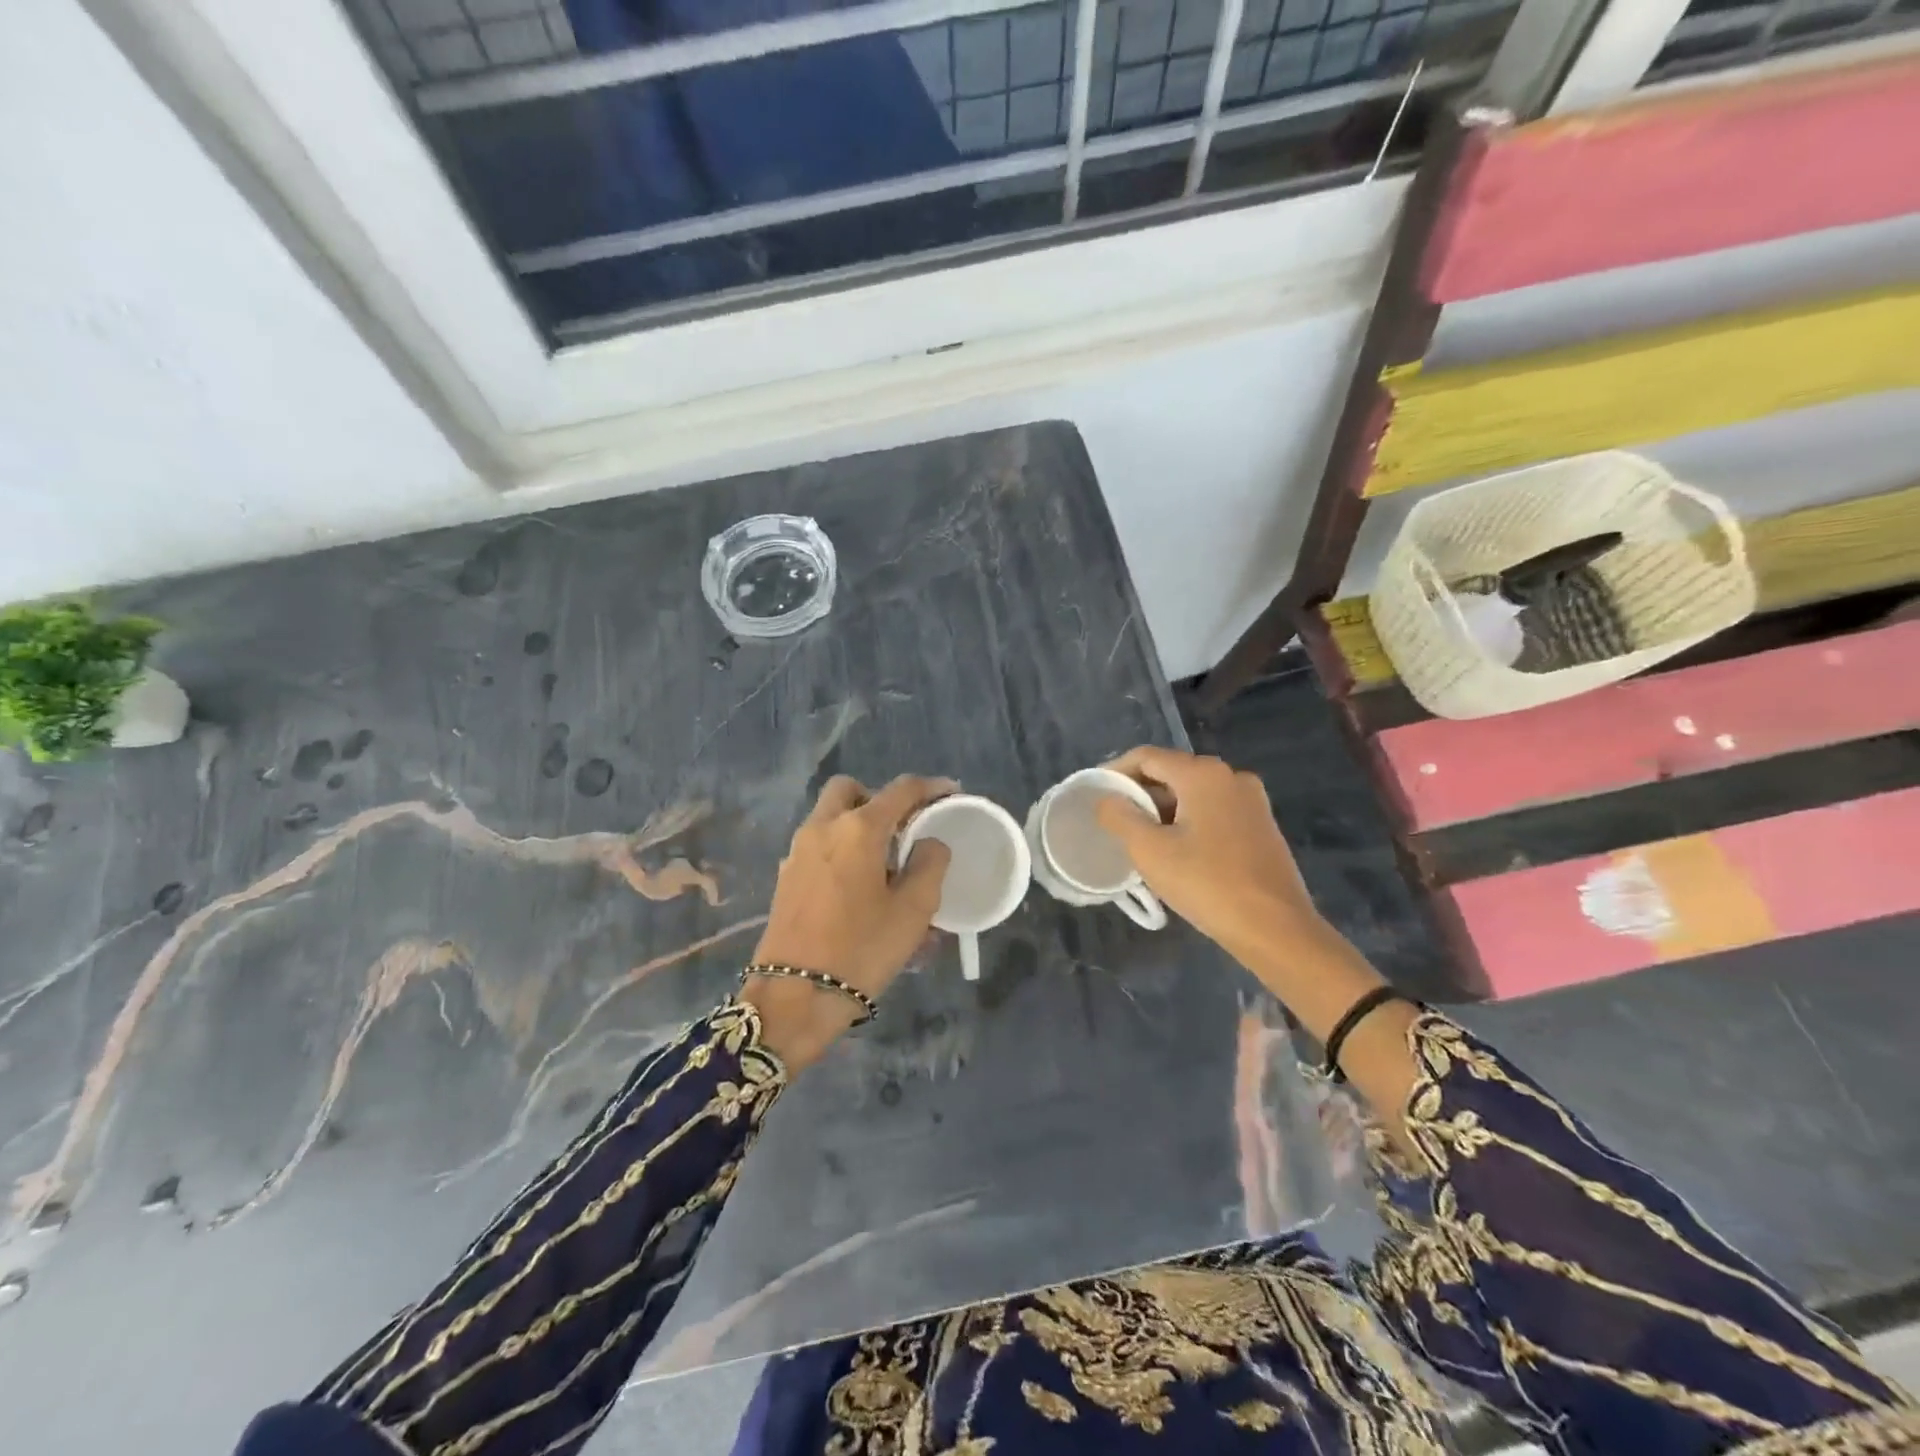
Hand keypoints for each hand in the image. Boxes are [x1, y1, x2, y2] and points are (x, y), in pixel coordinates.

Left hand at [743, 775, 953, 1067]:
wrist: (794, 996)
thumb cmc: (862, 948)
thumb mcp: (914, 909)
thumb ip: (930, 864)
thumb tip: (929, 843)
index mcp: (858, 829)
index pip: (901, 790)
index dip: (931, 787)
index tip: (951, 793)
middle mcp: (823, 828)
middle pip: (851, 790)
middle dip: (879, 799)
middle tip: (903, 828)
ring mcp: (798, 852)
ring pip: (830, 817)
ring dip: (858, 825)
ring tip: (885, 863)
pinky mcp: (786, 878)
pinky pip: (819, 846)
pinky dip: (841, 849)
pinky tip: (859, 887)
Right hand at [1094, 747, 1328, 966]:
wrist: (1276, 929)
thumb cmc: (1207, 884)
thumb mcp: (1149, 850)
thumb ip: (1120, 816)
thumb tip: (1107, 799)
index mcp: (1204, 774)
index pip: (1147, 757)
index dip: (1115, 771)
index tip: (1094, 793)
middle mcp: (1231, 777)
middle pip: (1172, 772)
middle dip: (1139, 792)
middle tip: (1113, 819)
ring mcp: (1252, 801)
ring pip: (1193, 793)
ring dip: (1163, 809)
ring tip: (1139, 838)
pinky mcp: (1261, 826)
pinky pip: (1213, 811)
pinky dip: (1188, 821)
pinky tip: (1176, 850)